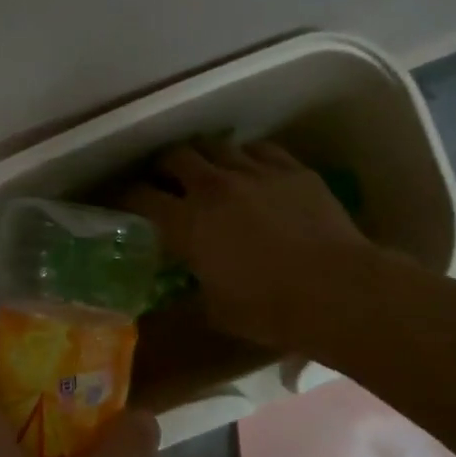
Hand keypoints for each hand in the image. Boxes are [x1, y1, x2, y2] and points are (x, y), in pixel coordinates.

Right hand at [123, 140, 379, 350]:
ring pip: (216, 146)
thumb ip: (191, 288)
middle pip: (175, 157)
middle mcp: (214, 187)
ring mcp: (255, 172)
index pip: (139, 197)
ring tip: (205, 172)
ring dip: (203, 158)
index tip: (119, 203)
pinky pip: (258, 149)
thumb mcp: (213, 310)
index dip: (123, 197)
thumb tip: (182, 285)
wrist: (336, 291)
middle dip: (162, 167)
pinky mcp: (291, 170)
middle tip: (163, 182)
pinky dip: (244, 157)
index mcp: (187, 223)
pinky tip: (248, 170)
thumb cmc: (268, 309)